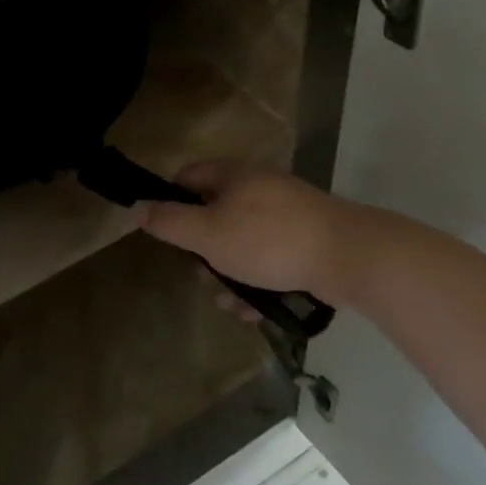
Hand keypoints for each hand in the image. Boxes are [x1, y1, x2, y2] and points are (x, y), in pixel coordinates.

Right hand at [135, 162, 356, 300]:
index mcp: (233, 175)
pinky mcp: (305, 240)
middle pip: (214, 213)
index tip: (165, 233)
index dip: (169, 201)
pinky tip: (255, 309)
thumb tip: (137, 207)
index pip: (187, 177)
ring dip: (229, 273)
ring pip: (241, 242)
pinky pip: (269, 258)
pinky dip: (257, 281)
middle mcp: (258, 187)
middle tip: (202, 273)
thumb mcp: (208, 233)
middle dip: (203, 249)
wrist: (348, 256)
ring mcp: (285, 214)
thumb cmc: (268, 240)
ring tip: (229, 302)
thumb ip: (169, 222)